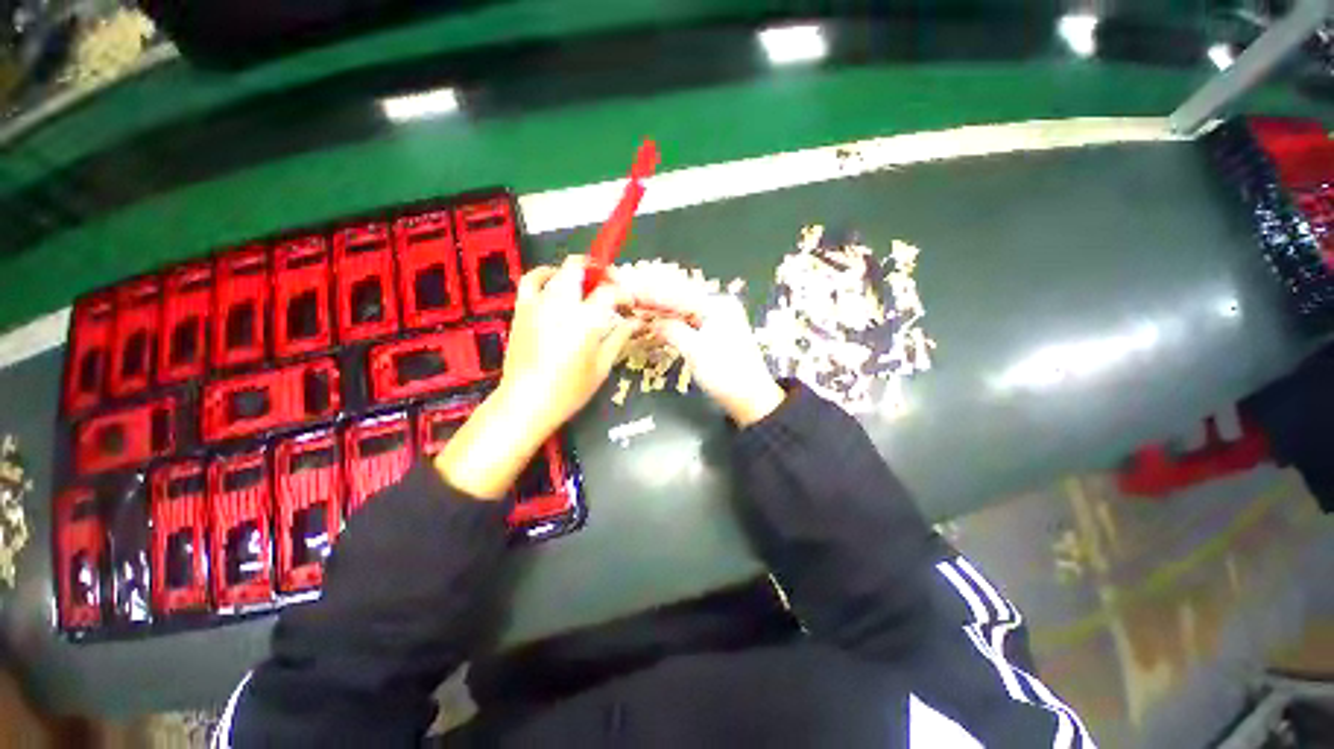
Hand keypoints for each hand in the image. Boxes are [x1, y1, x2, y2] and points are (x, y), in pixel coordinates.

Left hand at [498, 256, 641, 435]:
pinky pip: (532, 280)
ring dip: (575, 272)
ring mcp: (538, 303)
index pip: (610, 292)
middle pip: (579, 268)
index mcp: (586, 319)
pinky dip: (545, 274)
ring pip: (558, 271)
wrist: (527, 402)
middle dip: (599, 270)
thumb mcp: (602, 366)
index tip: (629, 303)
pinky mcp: (522, 309)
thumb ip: (619, 337)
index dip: (624, 293)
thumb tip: (635, 322)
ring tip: (586, 284)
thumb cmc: (570, 390)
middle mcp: (561, 304)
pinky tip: (554, 282)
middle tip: (609, 284)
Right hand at [621, 265, 783, 425]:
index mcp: (718, 305)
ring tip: (633, 303)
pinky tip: (653, 319)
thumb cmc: (726, 374)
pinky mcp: (714, 330)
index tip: (626, 288)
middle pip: (679, 296)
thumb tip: (652, 321)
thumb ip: (672, 330)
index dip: (649, 292)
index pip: (677, 294)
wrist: (751, 398)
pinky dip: (670, 320)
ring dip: (658, 307)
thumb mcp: (696, 352)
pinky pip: (687, 320)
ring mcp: (717, 318)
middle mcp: (718, 305)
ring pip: (681, 308)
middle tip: (625, 290)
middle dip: (651, 295)